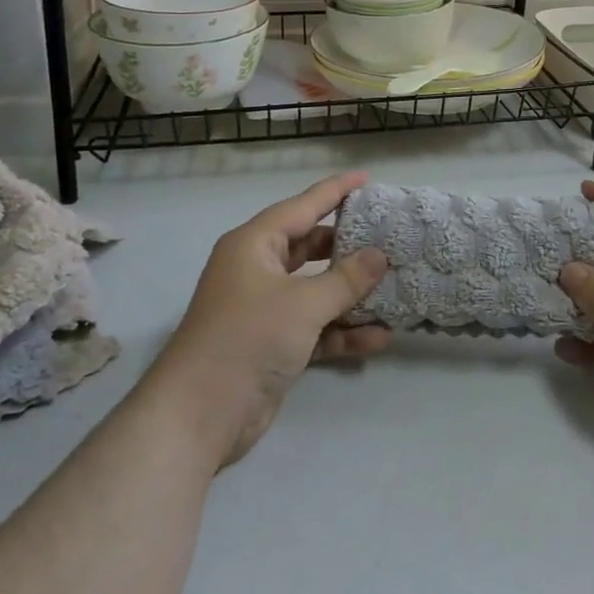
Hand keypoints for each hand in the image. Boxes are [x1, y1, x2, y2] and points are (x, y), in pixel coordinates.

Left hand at [147, 170, 388, 469]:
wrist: (199, 415)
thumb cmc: (248, 338)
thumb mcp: (304, 303)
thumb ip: (347, 279)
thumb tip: (380, 255)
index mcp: (255, 244)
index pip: (303, 206)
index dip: (336, 191)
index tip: (366, 179)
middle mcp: (258, 270)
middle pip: (311, 247)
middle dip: (349, 246)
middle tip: (388, 237)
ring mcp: (264, 309)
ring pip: (316, 290)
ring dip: (351, 293)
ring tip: (394, 286)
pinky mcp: (273, 345)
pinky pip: (315, 327)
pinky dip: (342, 331)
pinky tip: (379, 337)